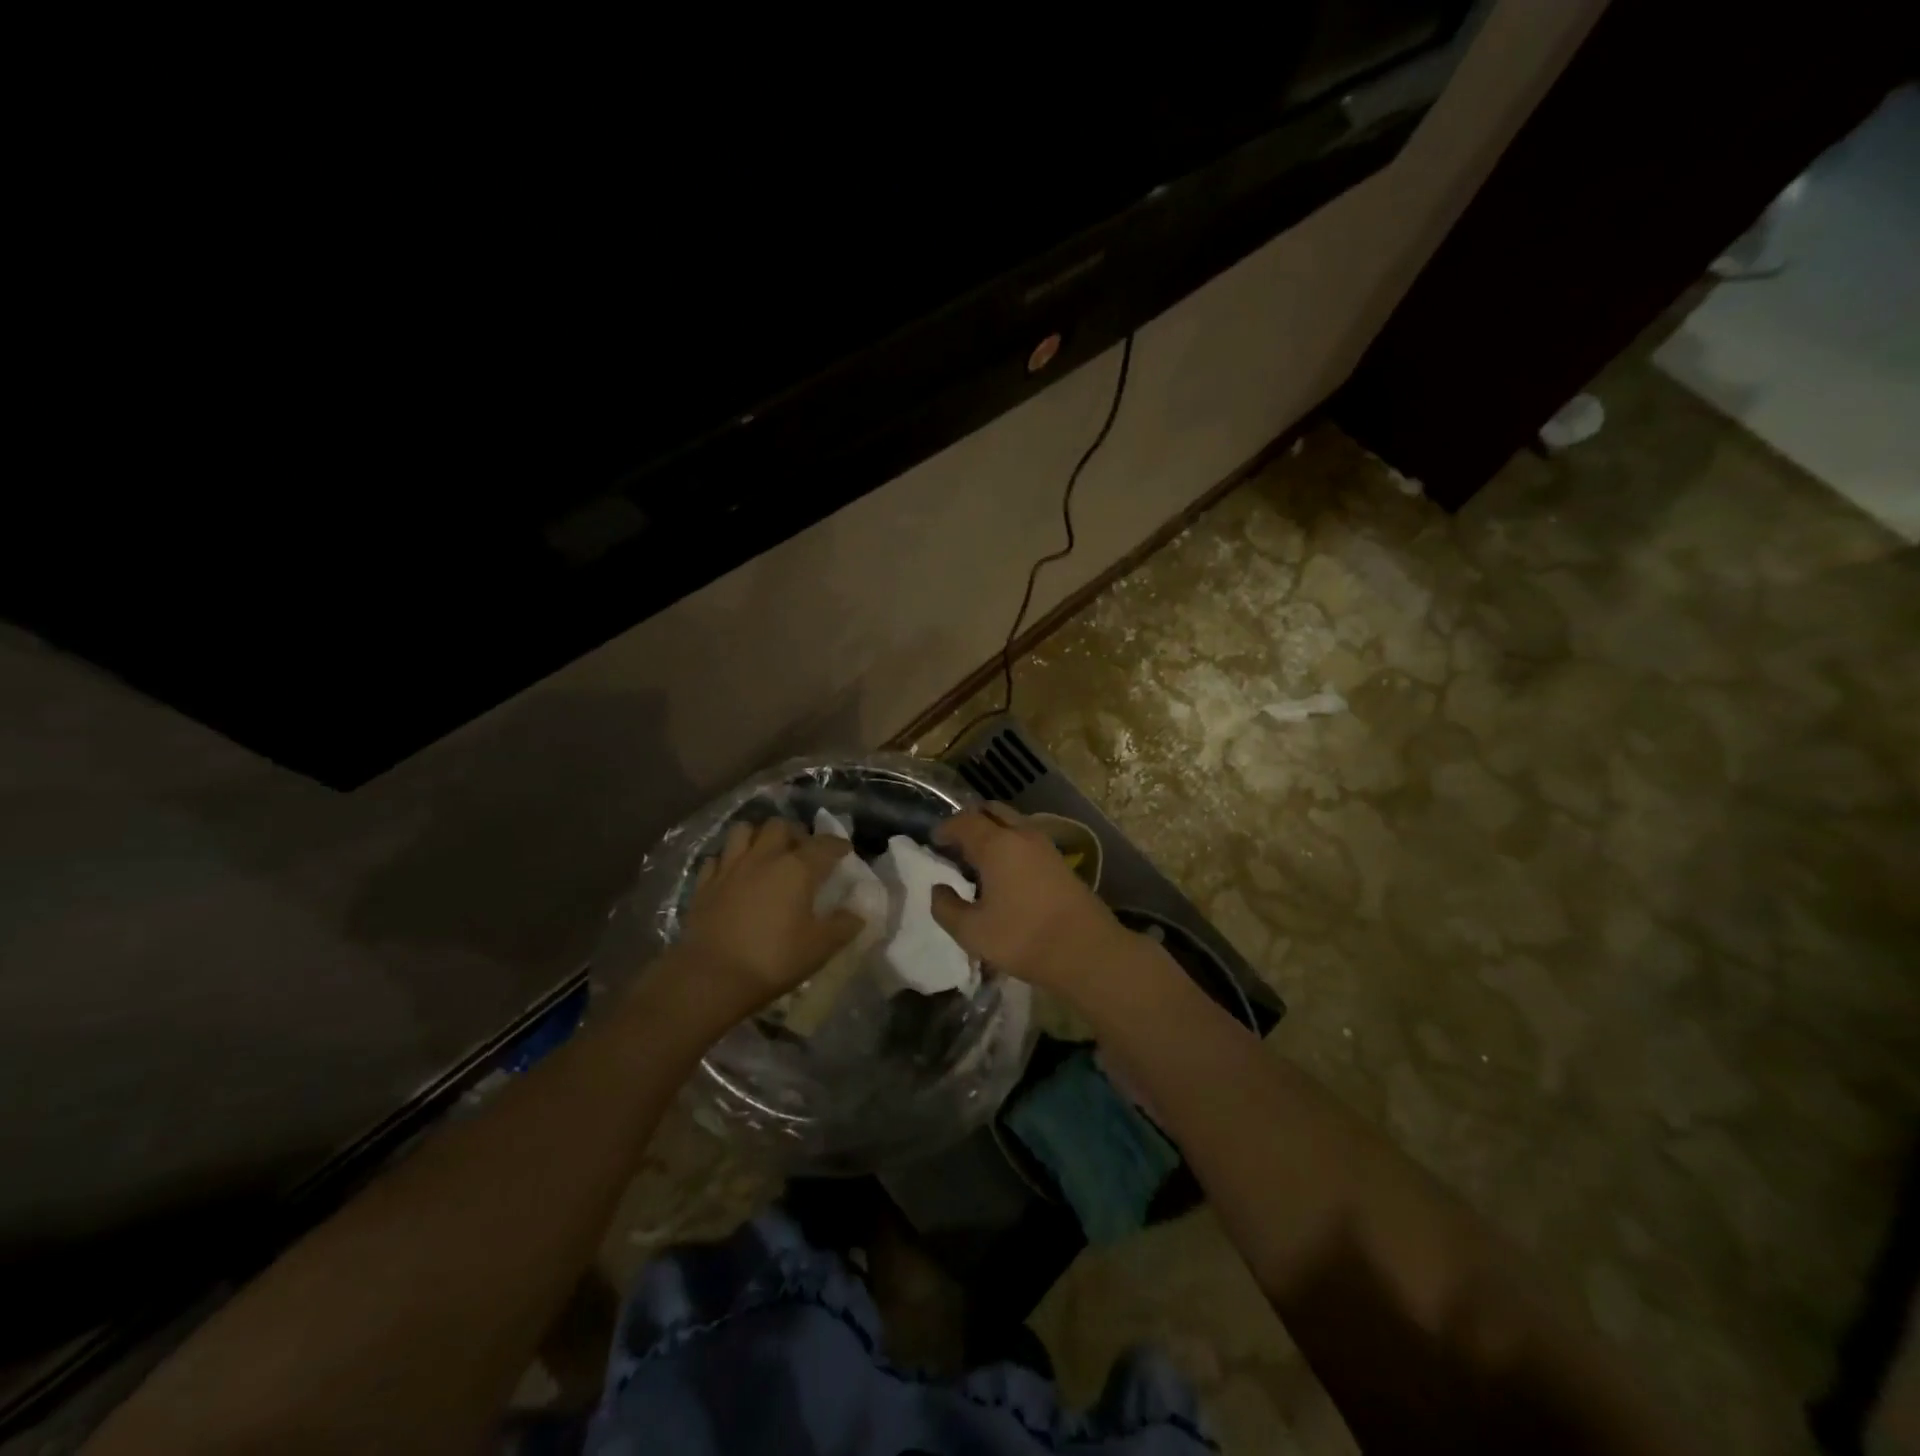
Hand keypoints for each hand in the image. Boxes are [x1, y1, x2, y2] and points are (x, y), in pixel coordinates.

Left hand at [676, 818, 862, 1022]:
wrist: (711, 977)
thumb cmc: (773, 960)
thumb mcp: (820, 948)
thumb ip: (843, 926)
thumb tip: (857, 914)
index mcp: (797, 868)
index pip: (824, 844)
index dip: (838, 845)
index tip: (845, 851)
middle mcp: (764, 857)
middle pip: (780, 826)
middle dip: (795, 833)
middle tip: (802, 850)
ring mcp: (730, 867)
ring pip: (744, 831)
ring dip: (758, 836)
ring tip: (766, 853)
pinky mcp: (704, 884)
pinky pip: (717, 858)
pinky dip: (728, 860)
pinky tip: (734, 874)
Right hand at [929, 804, 1127, 998]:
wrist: (1087, 951)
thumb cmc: (1023, 938)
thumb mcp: (972, 932)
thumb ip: (946, 908)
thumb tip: (938, 889)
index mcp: (996, 844)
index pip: (964, 821)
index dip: (945, 828)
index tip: (934, 842)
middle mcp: (1022, 835)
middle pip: (992, 811)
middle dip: (971, 821)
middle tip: (956, 843)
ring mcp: (1045, 846)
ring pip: (1013, 822)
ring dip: (993, 831)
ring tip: (979, 858)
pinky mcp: (1060, 861)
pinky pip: (1027, 838)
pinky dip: (1011, 843)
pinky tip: (1006, 871)